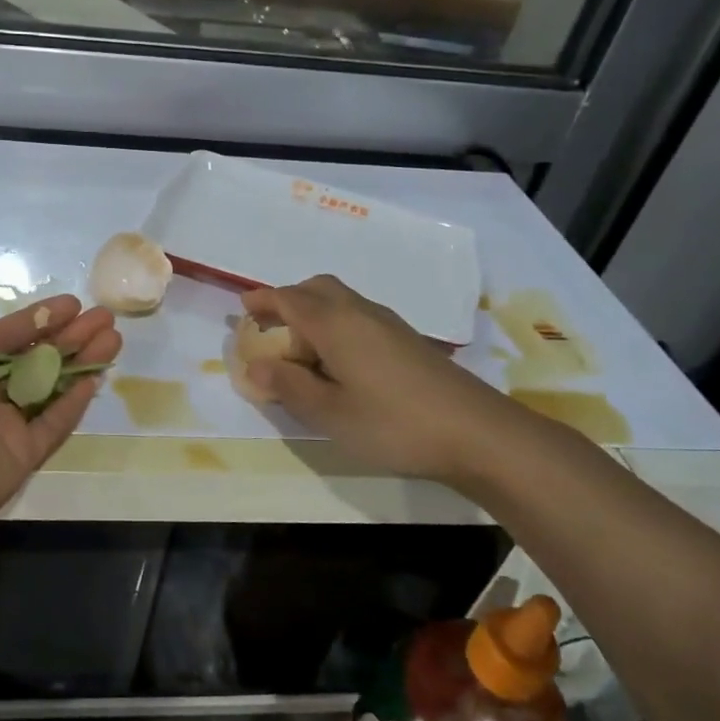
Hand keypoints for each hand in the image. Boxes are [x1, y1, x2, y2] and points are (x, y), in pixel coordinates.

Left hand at [0, 267, 120, 541]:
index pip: (6, 334)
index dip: (39, 318)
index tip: (74, 302)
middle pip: (34, 359)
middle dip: (70, 336)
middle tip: (106, 317)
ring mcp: (2, 427)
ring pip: (50, 388)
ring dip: (81, 363)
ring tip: (114, 339)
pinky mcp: (20, 457)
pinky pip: (52, 425)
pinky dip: (74, 403)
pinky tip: (97, 378)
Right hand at [242, 275, 529, 488]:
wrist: (476, 432)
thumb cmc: (392, 423)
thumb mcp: (329, 413)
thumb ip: (288, 386)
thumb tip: (255, 365)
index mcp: (334, 324)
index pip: (289, 298)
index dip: (263, 301)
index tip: (242, 309)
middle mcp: (360, 312)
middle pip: (317, 288)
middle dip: (288, 299)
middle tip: (270, 325)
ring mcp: (389, 324)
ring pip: (341, 300)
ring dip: (313, 310)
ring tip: (300, 347)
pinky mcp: (408, 340)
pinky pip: (359, 316)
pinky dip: (336, 323)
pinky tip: (340, 359)